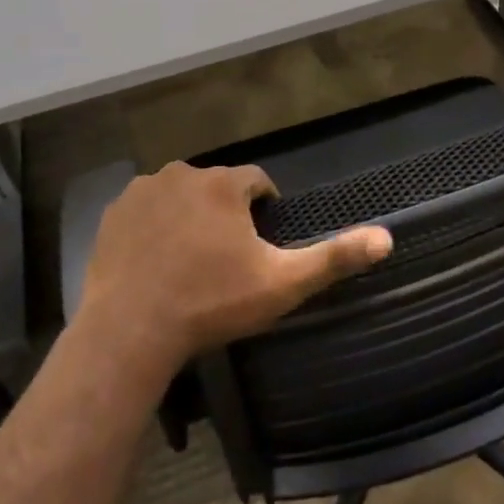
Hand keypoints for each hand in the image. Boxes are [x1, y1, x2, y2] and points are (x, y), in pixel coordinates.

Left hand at [75, 161, 392, 376]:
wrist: (131, 331)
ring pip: (181, 196)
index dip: (264, 210)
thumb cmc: (212, 303)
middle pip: (217, 187)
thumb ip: (334, 257)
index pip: (257, 182)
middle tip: (225, 260)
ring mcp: (144, 190)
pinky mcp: (115, 212)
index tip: (260, 244)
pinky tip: (157, 261)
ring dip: (190, 216)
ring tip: (190, 262)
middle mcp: (184, 173)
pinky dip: (156, 226)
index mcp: (225, 183)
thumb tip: (388, 238)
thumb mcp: (282, 284)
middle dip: (226, 213)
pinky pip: (147, 209)